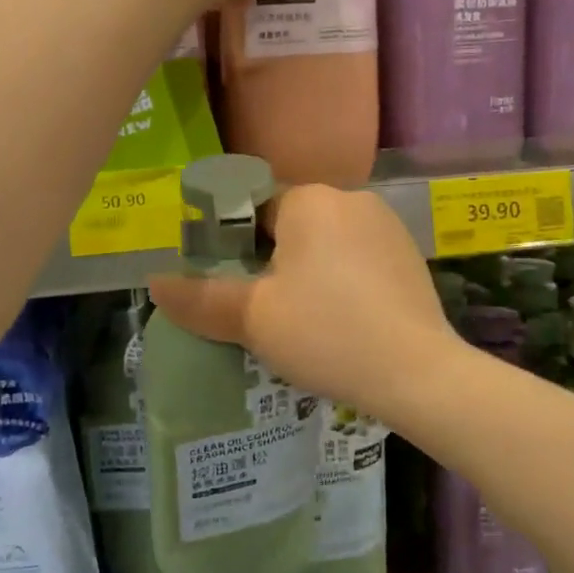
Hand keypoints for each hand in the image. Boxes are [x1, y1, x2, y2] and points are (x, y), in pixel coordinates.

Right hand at [147, 185, 461, 417]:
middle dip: (270, 262)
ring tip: (301, 323)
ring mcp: (387, 226)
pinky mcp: (409, 257)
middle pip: (290, 225)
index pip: (252, 208)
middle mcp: (351, 199)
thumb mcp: (253, 318)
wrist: (418, 373)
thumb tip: (155, 282)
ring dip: (307, 273)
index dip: (231, 246)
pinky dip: (341, 283)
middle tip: (261, 312)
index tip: (228, 286)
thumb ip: (200, 298)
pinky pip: (357, 260)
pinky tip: (341, 322)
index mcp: (310, 200)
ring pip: (325, 244)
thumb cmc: (326, 333)